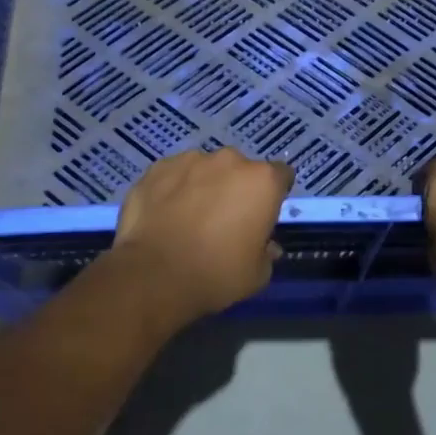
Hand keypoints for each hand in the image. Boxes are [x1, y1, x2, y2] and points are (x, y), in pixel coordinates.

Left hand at [110, 148, 293, 319]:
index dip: (274, 195)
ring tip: (188, 217)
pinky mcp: (158, 167)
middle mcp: (230, 160)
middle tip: (224, 219)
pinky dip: (173, 188)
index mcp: (262, 181)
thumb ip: (267, 252)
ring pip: (205, 169)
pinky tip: (164, 214)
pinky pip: (174, 174)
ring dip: (203, 186)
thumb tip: (267, 245)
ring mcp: (191, 159)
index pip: (281, 176)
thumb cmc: (216, 274)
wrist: (153, 274)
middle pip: (241, 170)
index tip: (264, 215)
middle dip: (236, 188)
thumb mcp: (257, 275)